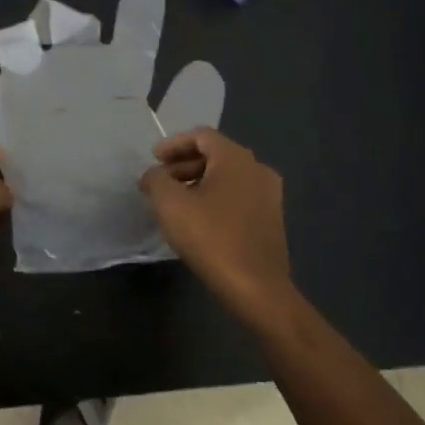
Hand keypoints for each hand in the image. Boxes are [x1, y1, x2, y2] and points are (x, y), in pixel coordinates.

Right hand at [139, 128, 296, 320]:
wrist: (256, 288)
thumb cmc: (211, 237)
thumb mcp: (170, 204)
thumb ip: (155, 179)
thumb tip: (152, 174)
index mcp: (236, 158)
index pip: (201, 136)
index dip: (173, 144)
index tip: (153, 159)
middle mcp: (257, 169)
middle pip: (215, 155)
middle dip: (183, 164)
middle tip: (159, 181)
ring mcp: (269, 195)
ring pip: (227, 177)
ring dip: (198, 182)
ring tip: (174, 201)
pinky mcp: (271, 219)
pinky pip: (237, 196)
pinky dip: (215, 198)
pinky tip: (198, 219)